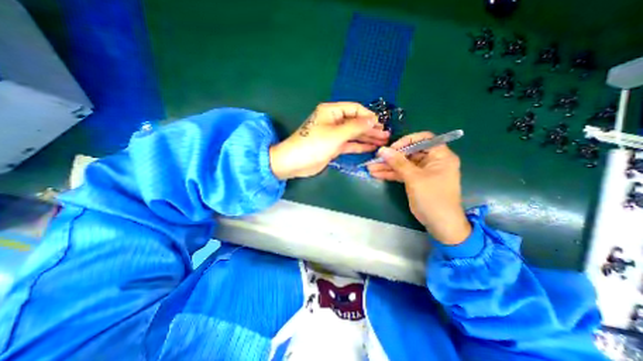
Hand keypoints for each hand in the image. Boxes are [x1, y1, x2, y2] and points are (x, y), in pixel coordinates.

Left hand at [269, 102, 388, 178]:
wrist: (295, 163)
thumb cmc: (314, 144)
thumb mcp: (336, 134)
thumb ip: (355, 127)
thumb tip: (373, 119)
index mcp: (331, 111)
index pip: (354, 109)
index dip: (368, 115)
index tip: (381, 124)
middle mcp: (333, 121)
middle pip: (356, 122)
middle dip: (370, 128)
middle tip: (386, 135)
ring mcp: (334, 135)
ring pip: (354, 134)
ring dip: (367, 137)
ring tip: (383, 141)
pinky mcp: (333, 147)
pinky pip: (349, 144)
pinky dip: (359, 146)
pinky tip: (371, 147)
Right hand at [369, 132, 469, 244]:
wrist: (440, 224)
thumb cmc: (432, 198)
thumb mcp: (414, 178)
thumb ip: (398, 162)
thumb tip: (382, 150)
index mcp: (440, 156)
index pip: (424, 139)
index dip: (407, 141)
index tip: (392, 148)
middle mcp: (432, 161)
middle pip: (409, 153)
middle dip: (391, 157)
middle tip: (375, 159)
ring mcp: (422, 172)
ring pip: (403, 164)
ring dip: (387, 166)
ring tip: (371, 168)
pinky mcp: (415, 181)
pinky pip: (402, 174)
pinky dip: (390, 174)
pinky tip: (376, 174)